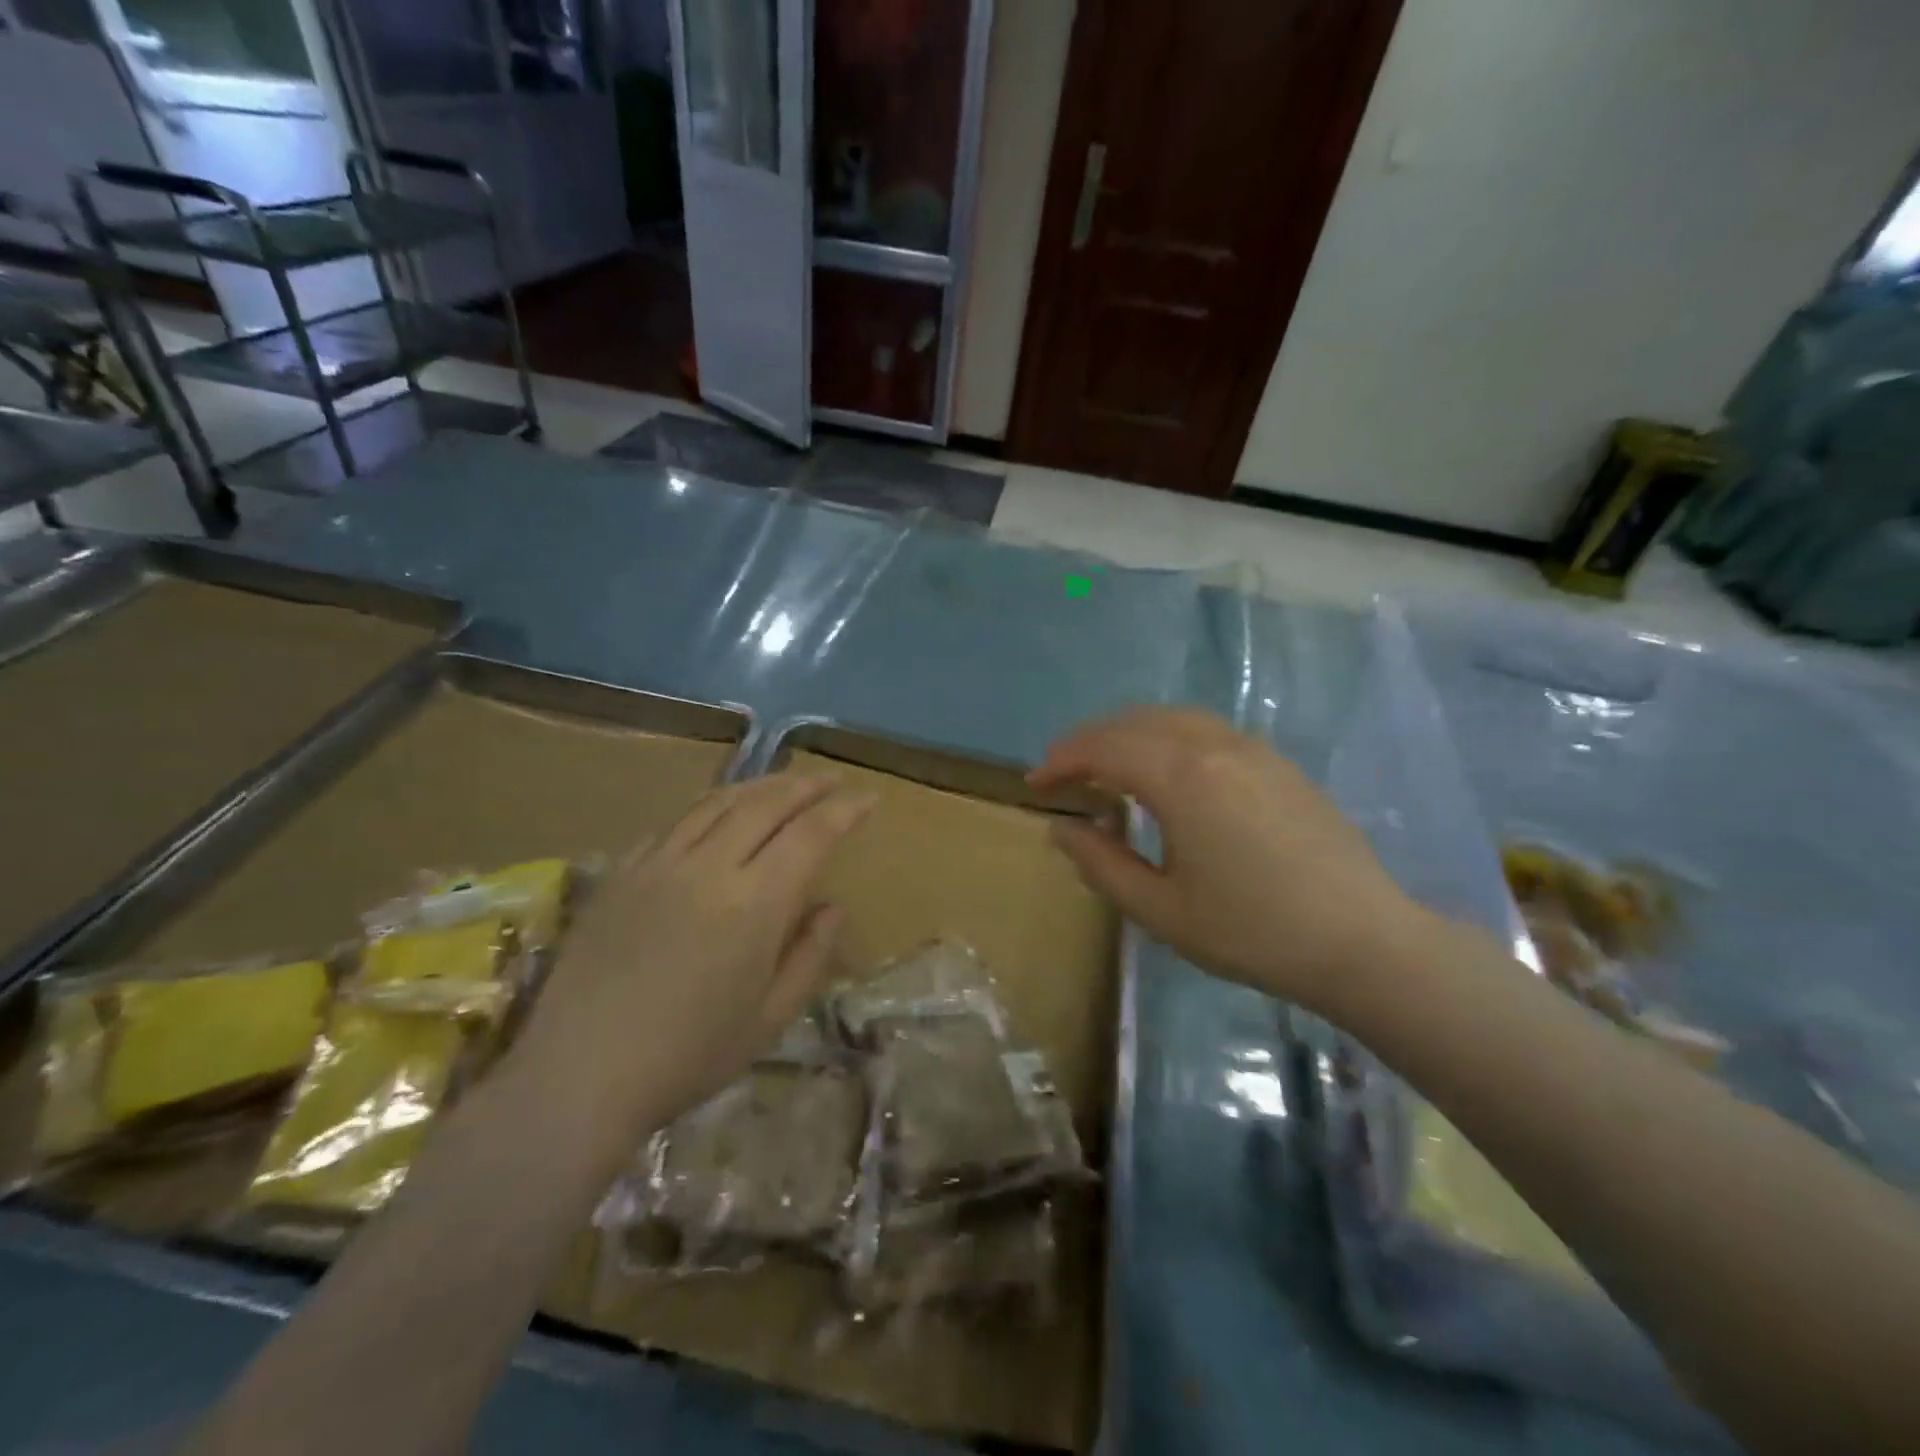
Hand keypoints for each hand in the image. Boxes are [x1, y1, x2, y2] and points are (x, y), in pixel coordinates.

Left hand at [511, 774, 874, 1148]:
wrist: (578, 1075)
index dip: (844, 809)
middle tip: (831, 779)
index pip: (811, 834)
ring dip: (759, 785)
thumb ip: (810, 956)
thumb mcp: (770, 1020)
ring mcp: (659, 864)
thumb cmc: (687, 1057)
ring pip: (718, 802)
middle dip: (806, 785)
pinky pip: (674, 824)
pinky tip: (717, 814)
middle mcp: (709, 867)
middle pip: (766, 804)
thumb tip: (832, 907)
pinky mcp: (622, 873)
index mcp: (755, 904)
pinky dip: (709, 808)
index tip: (868, 797)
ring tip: (783, 783)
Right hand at [1031, 708, 1424, 1016]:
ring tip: (1107, 766)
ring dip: (1129, 733)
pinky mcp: (1277, 762)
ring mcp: (1252, 749)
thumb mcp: (1160, 910)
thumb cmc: (1252, 932)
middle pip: (1135, 722)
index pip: (1105, 748)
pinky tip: (1166, 772)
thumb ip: (1101, 864)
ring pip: (1173, 718)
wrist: (1364, 942)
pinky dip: (1167, 737)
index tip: (1034, 783)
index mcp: (1182, 777)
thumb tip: (1061, 829)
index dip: (1062, 760)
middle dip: (1090, 740)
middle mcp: (1215, 746)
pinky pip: (1206, 730)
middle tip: (1062, 770)